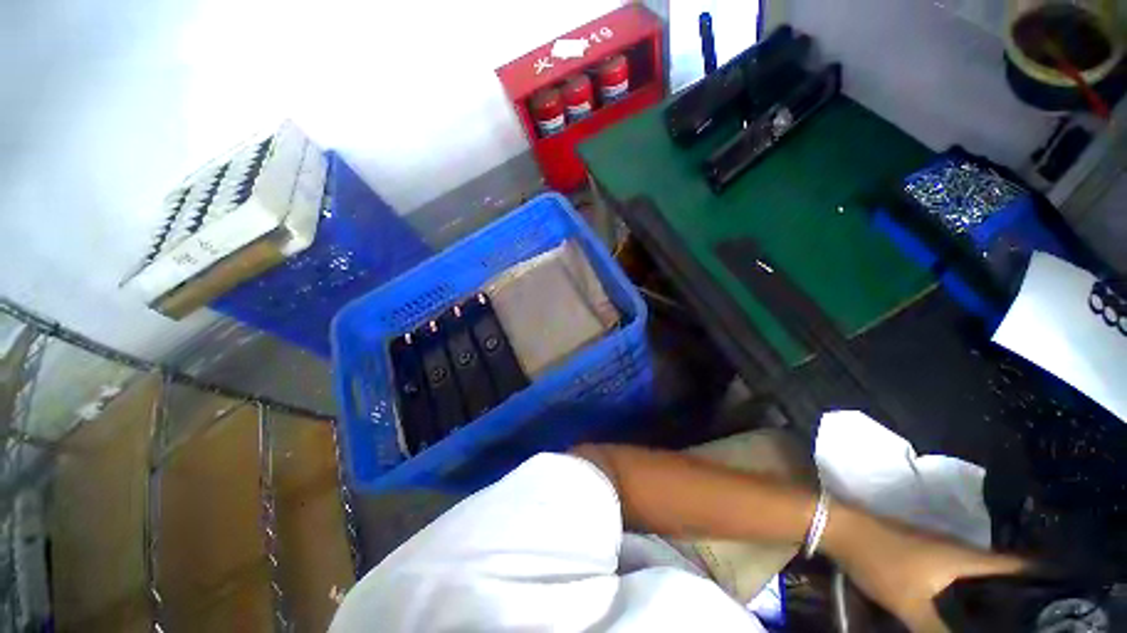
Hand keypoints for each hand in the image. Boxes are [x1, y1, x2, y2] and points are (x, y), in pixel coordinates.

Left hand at [824, 504, 1026, 632]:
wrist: (840, 527)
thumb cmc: (879, 560)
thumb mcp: (911, 603)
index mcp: (965, 556)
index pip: (1016, 564)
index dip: (1043, 574)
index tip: (1066, 592)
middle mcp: (958, 547)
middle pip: (1000, 570)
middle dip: (1021, 592)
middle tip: (1041, 616)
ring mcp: (939, 547)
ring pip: (978, 571)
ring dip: (994, 590)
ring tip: (1011, 617)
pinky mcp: (923, 551)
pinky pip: (958, 571)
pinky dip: (971, 586)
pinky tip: (970, 604)